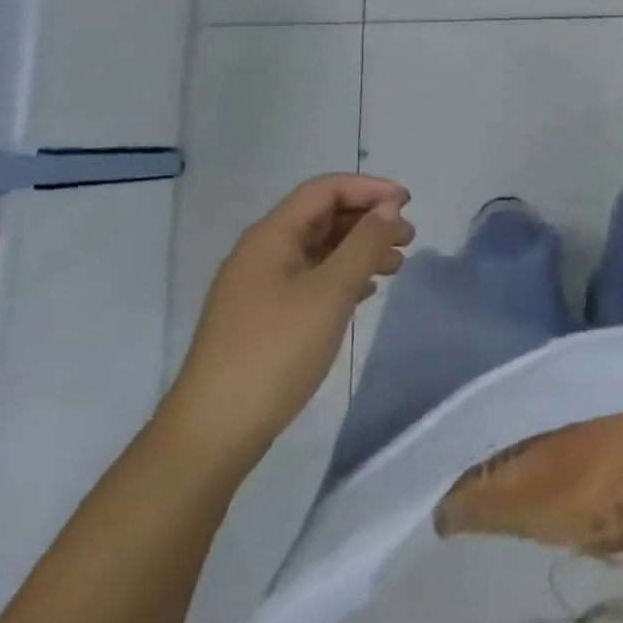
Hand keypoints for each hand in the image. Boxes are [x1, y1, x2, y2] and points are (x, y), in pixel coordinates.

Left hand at [160, 175, 413, 472]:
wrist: (213, 434)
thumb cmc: (275, 352)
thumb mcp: (329, 292)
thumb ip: (363, 244)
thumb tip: (389, 208)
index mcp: (271, 235)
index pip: (325, 190)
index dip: (369, 188)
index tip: (408, 203)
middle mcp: (263, 252)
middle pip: (323, 217)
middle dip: (368, 221)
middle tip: (409, 238)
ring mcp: (260, 286)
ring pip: (319, 250)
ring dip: (359, 250)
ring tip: (396, 267)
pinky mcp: (264, 317)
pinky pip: (311, 279)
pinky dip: (342, 277)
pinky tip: (366, 292)